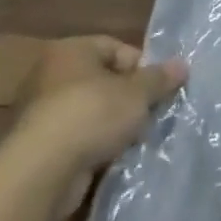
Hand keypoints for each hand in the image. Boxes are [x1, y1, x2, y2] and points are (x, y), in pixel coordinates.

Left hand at [12, 36, 187, 213]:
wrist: (41, 172)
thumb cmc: (92, 115)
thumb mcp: (137, 93)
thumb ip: (160, 78)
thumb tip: (182, 65)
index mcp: (70, 51)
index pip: (115, 47)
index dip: (141, 66)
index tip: (158, 87)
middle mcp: (50, 75)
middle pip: (103, 79)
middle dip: (129, 97)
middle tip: (151, 112)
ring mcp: (40, 112)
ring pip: (91, 110)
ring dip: (113, 123)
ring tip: (135, 137)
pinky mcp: (38, 146)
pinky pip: (77, 137)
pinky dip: (95, 144)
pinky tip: (113, 156)